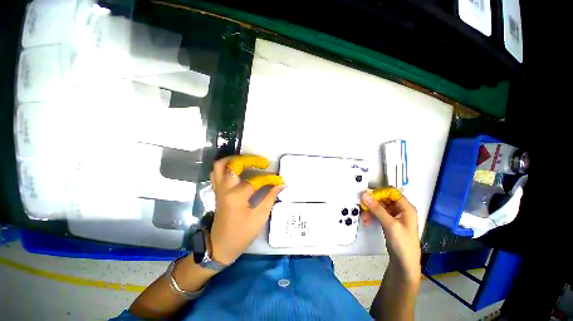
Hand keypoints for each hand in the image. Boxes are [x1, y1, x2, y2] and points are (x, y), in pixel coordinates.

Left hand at [209, 155, 283, 264]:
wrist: (220, 247)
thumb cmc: (241, 234)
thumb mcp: (259, 217)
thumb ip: (270, 198)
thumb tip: (280, 185)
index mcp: (237, 196)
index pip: (256, 180)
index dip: (269, 179)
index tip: (279, 180)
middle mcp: (225, 188)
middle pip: (234, 164)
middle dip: (250, 159)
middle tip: (262, 162)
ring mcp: (219, 189)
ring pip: (220, 165)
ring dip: (234, 159)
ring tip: (248, 161)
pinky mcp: (217, 191)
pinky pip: (216, 173)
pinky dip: (226, 167)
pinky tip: (237, 169)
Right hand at [361, 189, 420, 282]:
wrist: (404, 263)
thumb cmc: (402, 243)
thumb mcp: (389, 224)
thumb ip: (376, 208)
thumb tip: (364, 194)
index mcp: (406, 207)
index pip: (391, 192)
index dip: (379, 192)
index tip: (367, 197)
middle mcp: (400, 209)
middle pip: (384, 199)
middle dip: (372, 203)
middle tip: (362, 207)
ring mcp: (394, 215)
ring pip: (379, 206)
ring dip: (370, 210)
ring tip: (364, 218)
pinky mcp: (389, 221)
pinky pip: (378, 213)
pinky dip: (372, 216)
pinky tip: (367, 221)